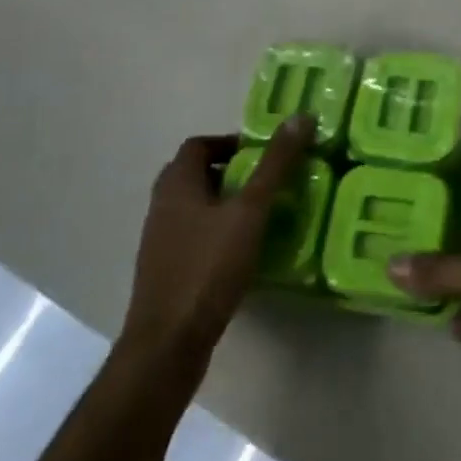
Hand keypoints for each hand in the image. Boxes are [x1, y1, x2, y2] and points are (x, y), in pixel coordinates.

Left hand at [119, 113, 311, 366]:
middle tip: (266, 180)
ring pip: (194, 207)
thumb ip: (275, 164)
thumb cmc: (208, 268)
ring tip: (261, 214)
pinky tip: (243, 250)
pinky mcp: (166, 271)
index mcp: (176, 184)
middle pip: (195, 174)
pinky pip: (193, 236)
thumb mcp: (250, 211)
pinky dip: (217, 232)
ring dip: (225, 202)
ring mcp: (160, 242)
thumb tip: (300, 116)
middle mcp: (162, 206)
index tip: (263, 153)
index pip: (198, 144)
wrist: (168, 344)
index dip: (230, 142)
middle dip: (231, 171)